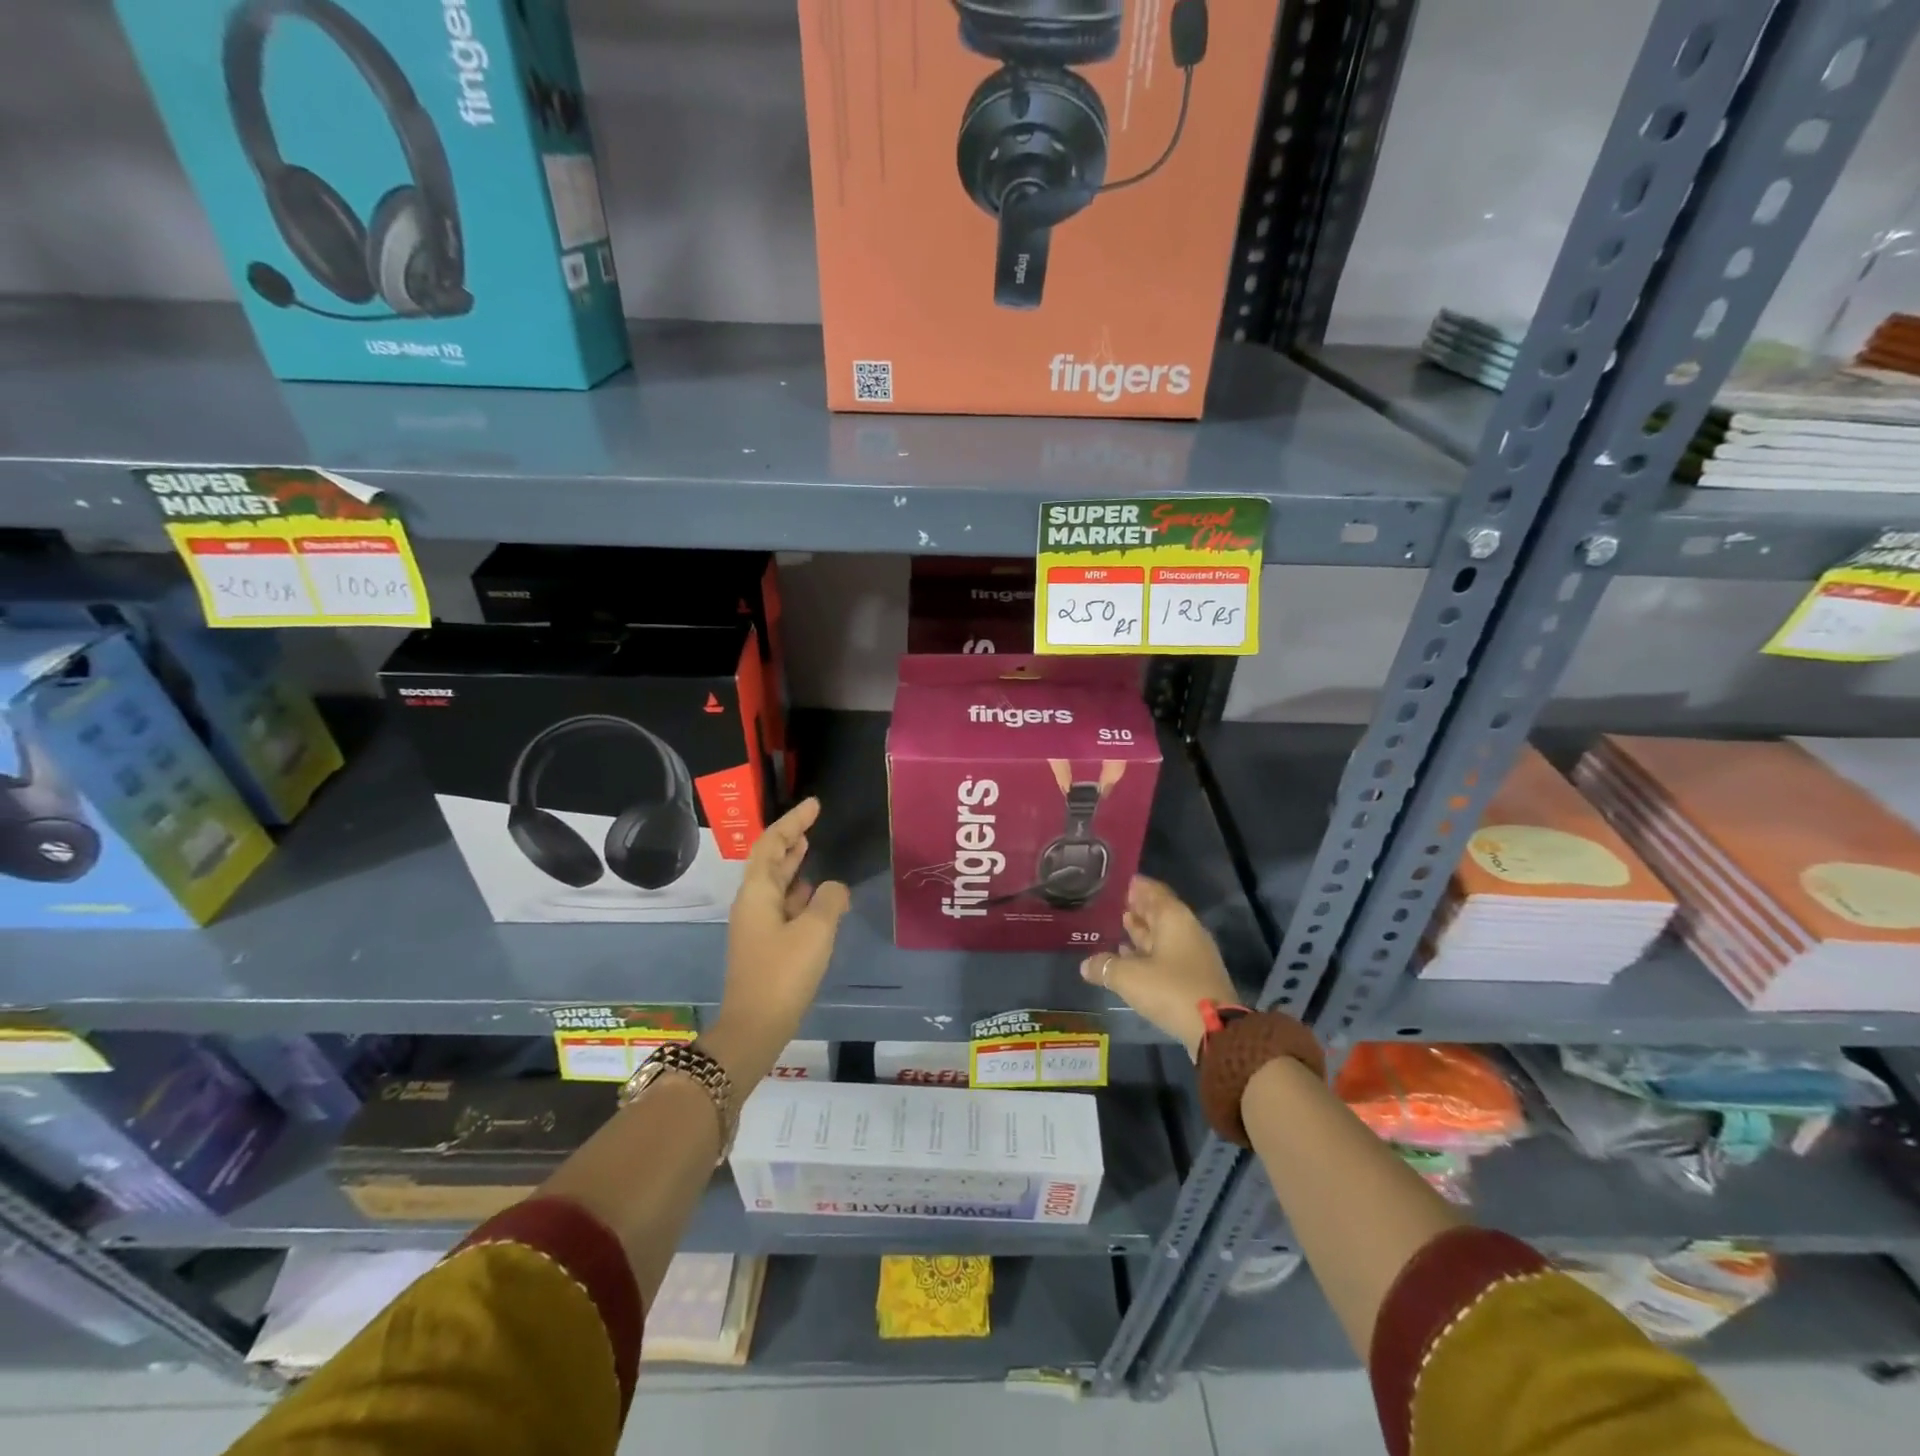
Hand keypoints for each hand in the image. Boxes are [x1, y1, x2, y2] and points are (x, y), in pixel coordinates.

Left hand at [705, 797, 850, 1083]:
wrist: (755, 1027)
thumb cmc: (783, 973)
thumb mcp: (815, 931)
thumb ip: (829, 900)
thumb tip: (833, 888)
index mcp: (757, 893)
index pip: (772, 844)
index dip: (793, 821)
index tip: (814, 805)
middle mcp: (753, 903)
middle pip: (769, 861)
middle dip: (790, 839)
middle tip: (813, 822)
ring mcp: (757, 926)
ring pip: (776, 884)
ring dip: (793, 864)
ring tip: (812, 848)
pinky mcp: (765, 945)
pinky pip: (782, 906)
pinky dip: (799, 892)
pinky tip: (816, 895)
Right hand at [1080, 876, 1236, 1057]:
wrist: (1214, 1029)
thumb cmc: (1170, 989)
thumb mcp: (1129, 977)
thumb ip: (1105, 966)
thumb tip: (1085, 965)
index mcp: (1174, 919)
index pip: (1154, 891)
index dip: (1136, 886)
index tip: (1118, 881)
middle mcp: (1186, 930)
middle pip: (1159, 912)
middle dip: (1137, 908)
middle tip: (1113, 903)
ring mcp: (1192, 954)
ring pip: (1162, 934)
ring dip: (1142, 931)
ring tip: (1118, 926)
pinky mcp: (1193, 975)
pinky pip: (1166, 954)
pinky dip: (1148, 952)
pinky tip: (1130, 958)